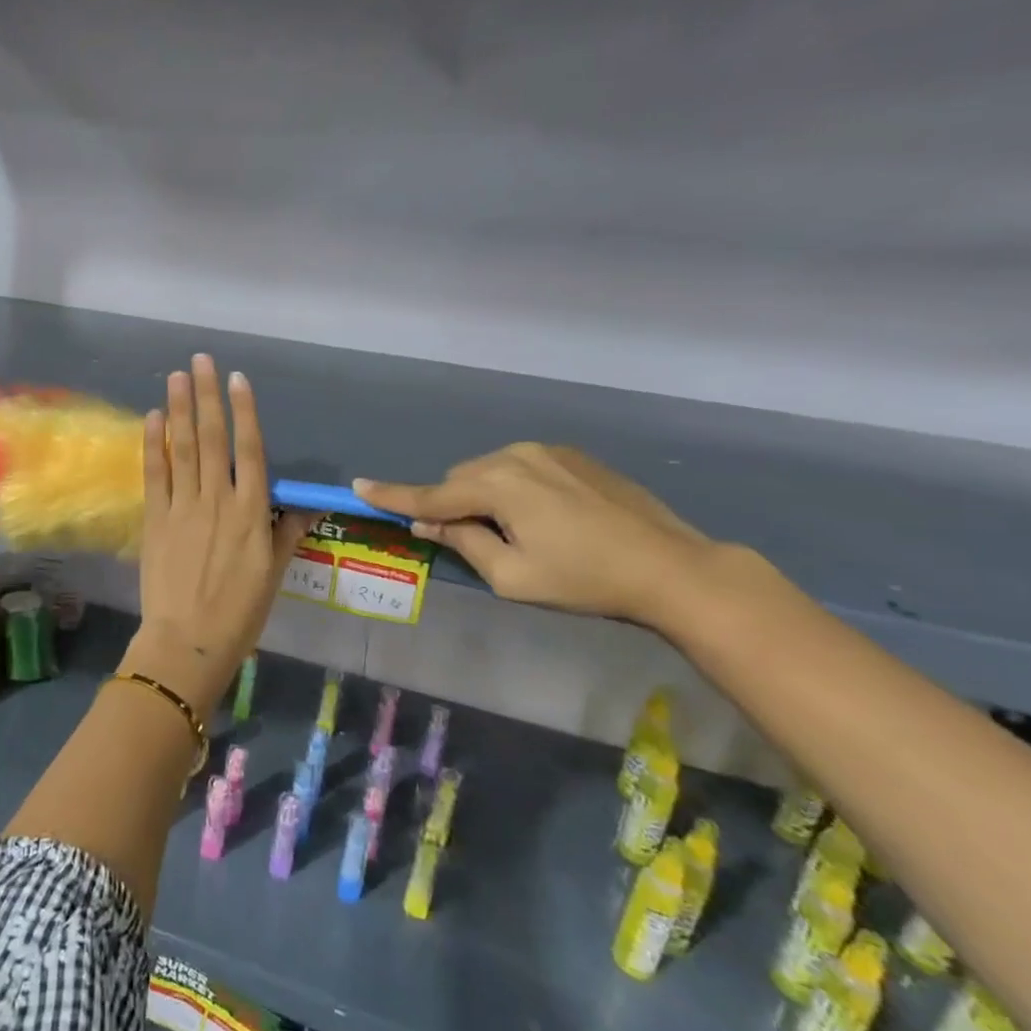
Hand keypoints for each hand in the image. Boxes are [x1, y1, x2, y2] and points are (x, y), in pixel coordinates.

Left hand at [124, 355, 313, 713]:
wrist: (189, 642)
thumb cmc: (240, 611)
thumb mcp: (274, 572)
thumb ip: (289, 531)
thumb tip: (310, 503)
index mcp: (251, 511)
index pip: (250, 449)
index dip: (244, 411)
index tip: (237, 378)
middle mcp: (218, 499)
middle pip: (213, 438)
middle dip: (207, 396)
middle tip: (200, 360)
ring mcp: (183, 507)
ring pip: (182, 448)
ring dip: (180, 408)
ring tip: (176, 375)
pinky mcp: (156, 519)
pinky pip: (155, 474)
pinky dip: (153, 444)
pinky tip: (153, 416)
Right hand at [355, 444, 718, 625]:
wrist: (672, 567)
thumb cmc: (584, 580)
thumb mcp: (512, 577)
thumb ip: (463, 543)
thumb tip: (428, 522)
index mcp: (497, 485)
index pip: (430, 495)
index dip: (392, 495)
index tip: (358, 486)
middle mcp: (515, 456)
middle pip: (460, 480)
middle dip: (454, 506)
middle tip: (474, 542)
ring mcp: (547, 451)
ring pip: (489, 471)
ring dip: (485, 497)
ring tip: (518, 532)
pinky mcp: (572, 456)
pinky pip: (521, 467)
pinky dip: (514, 488)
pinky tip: (547, 518)